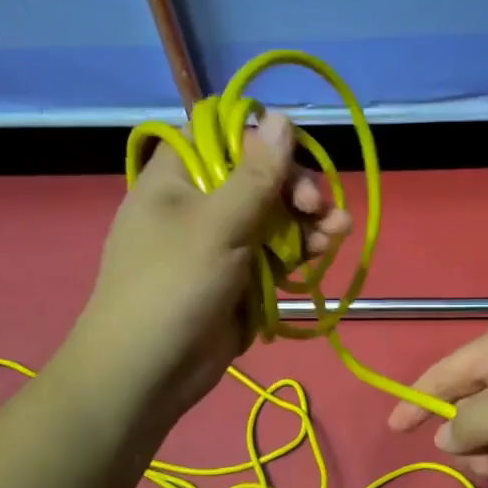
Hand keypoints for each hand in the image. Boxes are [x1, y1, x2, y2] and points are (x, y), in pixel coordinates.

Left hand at [60, 112, 350, 430]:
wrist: (150, 370)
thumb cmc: (173, 286)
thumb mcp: (217, 224)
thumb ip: (256, 174)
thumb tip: (282, 117)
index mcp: (178, 177)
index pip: (224, 136)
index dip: (263, 140)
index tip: (292, 156)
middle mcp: (200, 203)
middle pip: (259, 177)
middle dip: (296, 188)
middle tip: (318, 206)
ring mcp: (222, 242)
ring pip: (275, 217)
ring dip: (309, 220)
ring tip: (338, 231)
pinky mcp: (241, 277)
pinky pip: (277, 253)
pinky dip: (302, 250)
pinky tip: (326, 249)